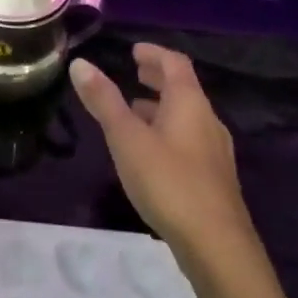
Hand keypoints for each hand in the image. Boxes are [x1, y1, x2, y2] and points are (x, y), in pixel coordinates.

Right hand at [68, 45, 251, 257]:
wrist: (217, 246)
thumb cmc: (169, 182)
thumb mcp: (127, 138)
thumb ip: (104, 101)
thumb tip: (80, 63)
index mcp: (189, 103)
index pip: (175, 63)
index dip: (154, 53)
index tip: (134, 51)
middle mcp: (207, 120)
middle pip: (184, 89)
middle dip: (158, 78)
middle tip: (135, 72)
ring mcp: (214, 152)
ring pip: (187, 117)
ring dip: (162, 106)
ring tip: (135, 110)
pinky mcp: (214, 179)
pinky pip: (189, 140)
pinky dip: (168, 131)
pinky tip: (151, 152)